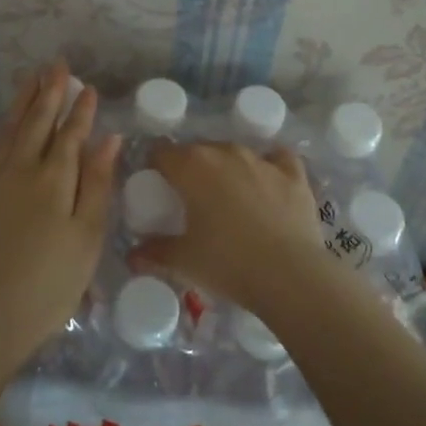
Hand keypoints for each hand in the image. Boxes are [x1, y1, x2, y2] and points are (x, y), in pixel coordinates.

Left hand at [0, 61, 120, 370]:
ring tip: (30, 80)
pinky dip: (6, 129)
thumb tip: (108, 139)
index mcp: (55, 178)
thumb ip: (97, 184)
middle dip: (48, 92)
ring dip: (23, 103)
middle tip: (55, 64)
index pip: (71, 134)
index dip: (80, 110)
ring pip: (11, 131)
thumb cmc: (48, 284)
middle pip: (37, 122)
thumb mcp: (86, 236)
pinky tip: (9, 128)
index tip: (87, 86)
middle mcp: (23, 171)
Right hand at [135, 141, 332, 314]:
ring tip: (227, 197)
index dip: (154, 166)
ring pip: (234, 152)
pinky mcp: (293, 172)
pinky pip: (276, 158)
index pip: (160, 152)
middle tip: (189, 199)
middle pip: (198, 150)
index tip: (155, 186)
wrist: (290, 275)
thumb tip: (133, 255)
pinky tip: (268, 182)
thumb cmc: (228, 263)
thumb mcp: (184, 262)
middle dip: (190, 168)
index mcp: (192, 166)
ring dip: (226, 168)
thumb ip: (154, 252)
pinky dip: (269, 166)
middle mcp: (225, 151)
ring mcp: (261, 159)